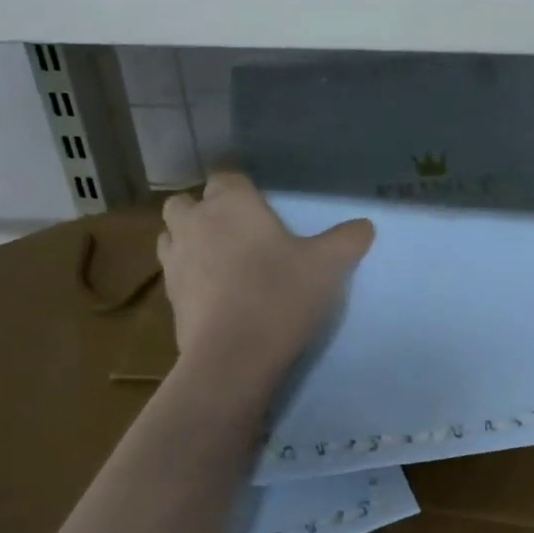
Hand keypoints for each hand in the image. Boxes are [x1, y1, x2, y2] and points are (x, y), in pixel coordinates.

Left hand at [158, 173, 373, 380]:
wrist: (234, 356)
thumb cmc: (280, 295)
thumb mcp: (327, 266)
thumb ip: (347, 240)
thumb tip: (365, 225)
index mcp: (231, 203)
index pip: (226, 176)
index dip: (240, 187)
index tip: (259, 203)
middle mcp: (195, 222)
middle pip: (186, 202)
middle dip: (204, 210)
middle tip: (235, 230)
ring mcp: (175, 260)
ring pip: (171, 235)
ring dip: (189, 239)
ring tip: (218, 258)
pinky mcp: (168, 296)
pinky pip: (173, 272)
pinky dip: (188, 274)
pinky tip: (214, 292)